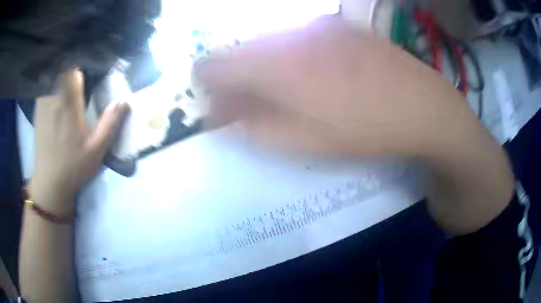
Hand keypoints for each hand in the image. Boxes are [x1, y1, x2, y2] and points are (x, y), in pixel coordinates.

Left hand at [28, 69, 128, 215]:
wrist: (49, 183)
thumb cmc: (73, 167)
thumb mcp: (96, 151)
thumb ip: (110, 124)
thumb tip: (124, 101)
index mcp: (69, 104)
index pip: (74, 69)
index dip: (84, 62)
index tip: (92, 61)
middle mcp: (54, 99)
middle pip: (63, 67)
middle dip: (73, 64)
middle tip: (81, 68)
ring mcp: (43, 103)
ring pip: (53, 74)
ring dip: (62, 70)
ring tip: (69, 78)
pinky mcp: (37, 110)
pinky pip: (45, 85)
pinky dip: (51, 80)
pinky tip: (56, 86)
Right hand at [196, 16, 477, 156]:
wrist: (423, 105)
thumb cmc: (366, 128)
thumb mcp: (304, 142)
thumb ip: (253, 126)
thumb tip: (223, 114)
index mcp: (276, 65)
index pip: (212, 65)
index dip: (206, 87)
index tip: (217, 106)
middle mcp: (290, 35)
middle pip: (239, 52)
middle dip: (235, 79)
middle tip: (249, 106)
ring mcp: (316, 26)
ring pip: (268, 44)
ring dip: (263, 68)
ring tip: (286, 93)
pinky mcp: (337, 26)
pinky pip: (295, 38)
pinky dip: (289, 57)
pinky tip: (313, 76)